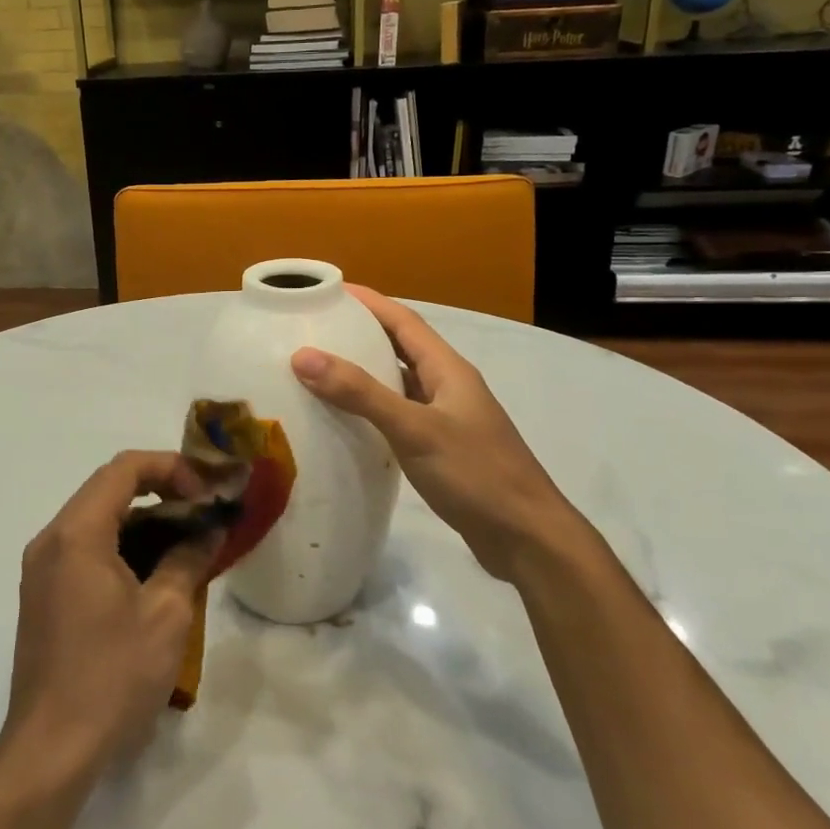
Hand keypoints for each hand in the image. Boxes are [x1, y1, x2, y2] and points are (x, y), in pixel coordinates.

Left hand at [1, 451, 215, 778]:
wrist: (51, 749)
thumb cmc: (112, 674)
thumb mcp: (166, 613)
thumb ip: (189, 558)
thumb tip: (209, 528)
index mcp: (77, 533)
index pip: (124, 469)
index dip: (171, 468)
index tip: (204, 494)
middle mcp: (52, 540)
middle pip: (110, 491)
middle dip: (162, 494)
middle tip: (204, 515)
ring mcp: (43, 569)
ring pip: (100, 522)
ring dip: (146, 524)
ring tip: (190, 546)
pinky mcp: (45, 596)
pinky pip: (88, 551)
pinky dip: (125, 550)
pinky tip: (159, 577)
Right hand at [290, 287, 587, 579]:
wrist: (526, 537)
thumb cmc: (475, 473)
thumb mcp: (415, 429)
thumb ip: (361, 393)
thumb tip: (304, 356)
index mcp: (448, 370)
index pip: (404, 321)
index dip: (369, 302)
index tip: (328, 291)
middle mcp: (448, 387)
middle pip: (401, 347)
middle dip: (362, 333)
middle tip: (315, 330)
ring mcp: (447, 419)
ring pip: (399, 383)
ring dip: (365, 372)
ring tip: (320, 369)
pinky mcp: (441, 449)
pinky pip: (399, 415)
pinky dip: (372, 409)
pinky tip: (347, 421)